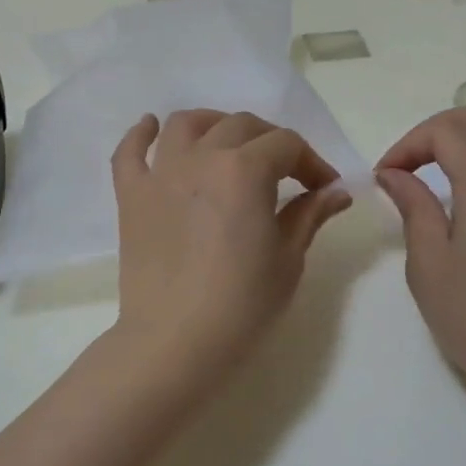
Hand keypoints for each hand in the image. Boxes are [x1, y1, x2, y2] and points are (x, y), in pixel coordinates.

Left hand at [111, 110, 352, 373]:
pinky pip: (129, 152)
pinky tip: (150, 126)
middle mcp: (201, 157)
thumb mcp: (288, 258)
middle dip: (271, 141)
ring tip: (226, 141)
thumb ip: (309, 215)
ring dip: (213, 124)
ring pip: (186, 124)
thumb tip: (336, 192)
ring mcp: (161, 173)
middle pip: (240, 126)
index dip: (311, 162)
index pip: (287, 144)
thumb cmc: (243, 303)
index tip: (323, 189)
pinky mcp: (131, 195)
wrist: (176, 341)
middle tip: (285, 172)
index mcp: (245, 169)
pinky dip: (139, 134)